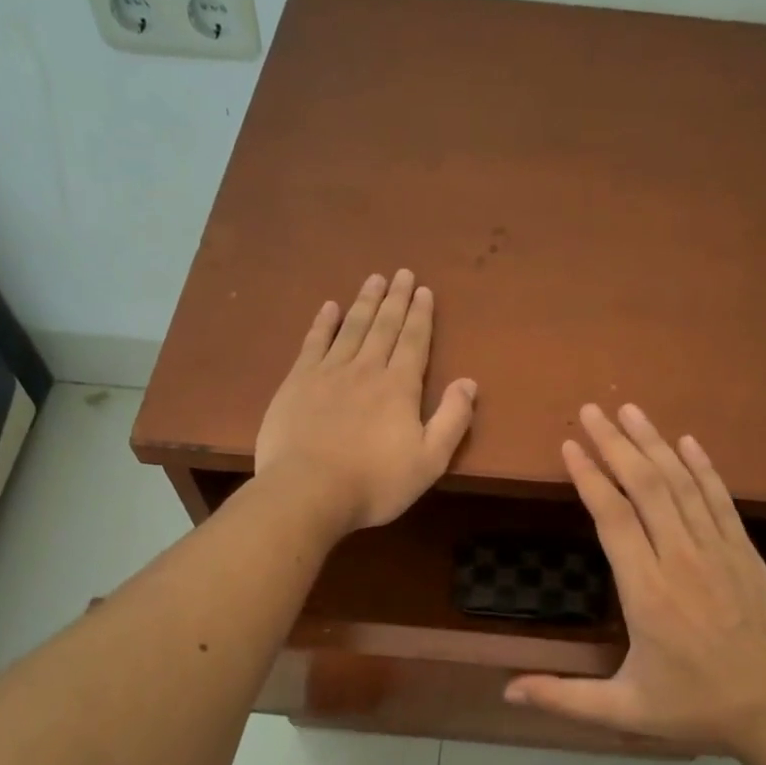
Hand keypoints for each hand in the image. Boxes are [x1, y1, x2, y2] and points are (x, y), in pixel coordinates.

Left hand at [254, 270, 477, 534]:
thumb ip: (452, 420)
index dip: (421, 315)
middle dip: (396, 299)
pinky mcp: (297, 383)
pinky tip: (329, 307)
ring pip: (351, 328)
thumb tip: (469, 382)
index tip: (424, 290)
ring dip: (364, 302)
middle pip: (384, 326)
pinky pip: (313, 343)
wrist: (308, 491)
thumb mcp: (429, 461)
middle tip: (402, 273)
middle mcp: (366, 369)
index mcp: (400, 388)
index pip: (414, 342)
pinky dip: (323, 323)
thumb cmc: (375, 483)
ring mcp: (328, 373)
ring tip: (374, 279)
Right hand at [505, 403, 765, 759]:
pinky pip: (719, 499)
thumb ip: (563, 698)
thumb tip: (507, 691)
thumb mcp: (624, 711)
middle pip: (646, 487)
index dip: (590, 477)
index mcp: (646, 593)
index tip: (570, 445)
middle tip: (592, 410)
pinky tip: (687, 442)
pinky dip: (703, 467)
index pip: (613, 518)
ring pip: (682, 484)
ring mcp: (718, 551)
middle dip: (616, 444)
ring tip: (630, 411)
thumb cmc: (696, 707)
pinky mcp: (744, 552)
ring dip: (654, 444)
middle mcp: (681, 560)